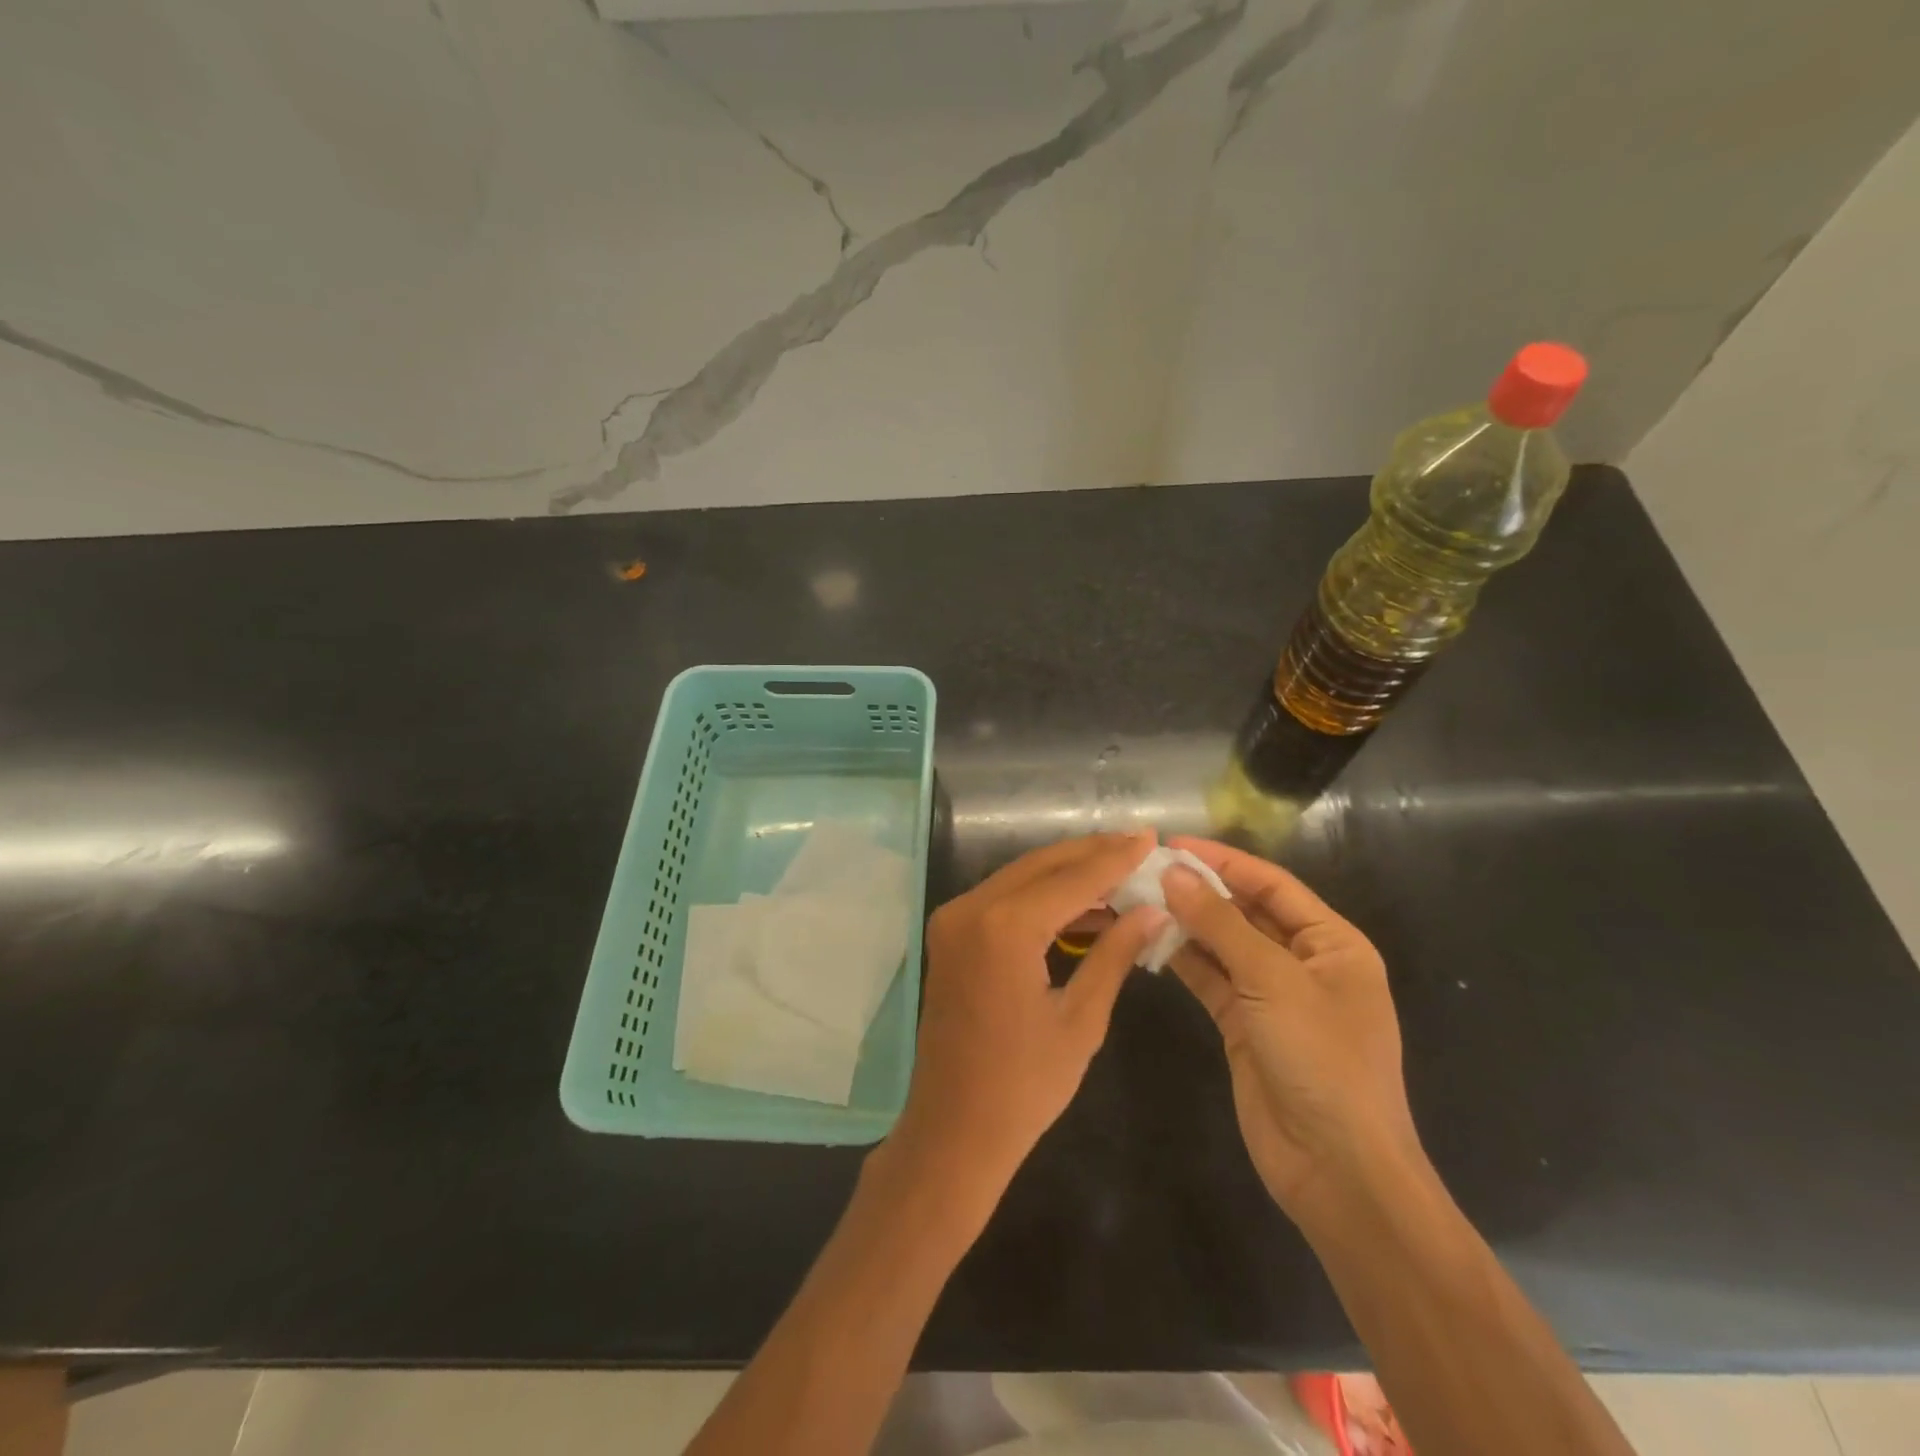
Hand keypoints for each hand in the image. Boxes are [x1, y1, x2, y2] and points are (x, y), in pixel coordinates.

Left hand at [890, 833, 1164, 1207]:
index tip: (1151, 836)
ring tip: (1119, 872)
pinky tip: (1081, 906)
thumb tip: (1154, 910)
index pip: (1073, 878)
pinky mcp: (950, 933)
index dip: (1116, 857)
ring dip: (1067, 873)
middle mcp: (971, 908)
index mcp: (1005, 928)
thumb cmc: (1024, 1087)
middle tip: (1138, 845)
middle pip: (1042, 865)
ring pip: (1021, 876)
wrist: (953, 1130)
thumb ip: (1115, 954)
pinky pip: (1002, 898)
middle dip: (1092, 854)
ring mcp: (954, 919)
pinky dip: (1041, 896)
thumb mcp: (1082, 1019)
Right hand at [1161, 837, 1426, 1227]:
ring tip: (1136, 898)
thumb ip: (1220, 924)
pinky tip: (1147, 940)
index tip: (1172, 842)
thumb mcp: (1273, 981)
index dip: (1223, 861)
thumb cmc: (1322, 1060)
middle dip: (1198, 890)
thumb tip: (1173, 873)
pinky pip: (1209, 978)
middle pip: (1244, 911)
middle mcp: (1303, 963)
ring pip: (1221, 945)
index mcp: (1332, 943)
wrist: (1337, 1170)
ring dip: (1184, 923)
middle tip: (1144, 870)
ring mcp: (1271, 996)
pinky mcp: (1243, 1025)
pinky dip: (1182, 959)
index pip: (1271, 884)